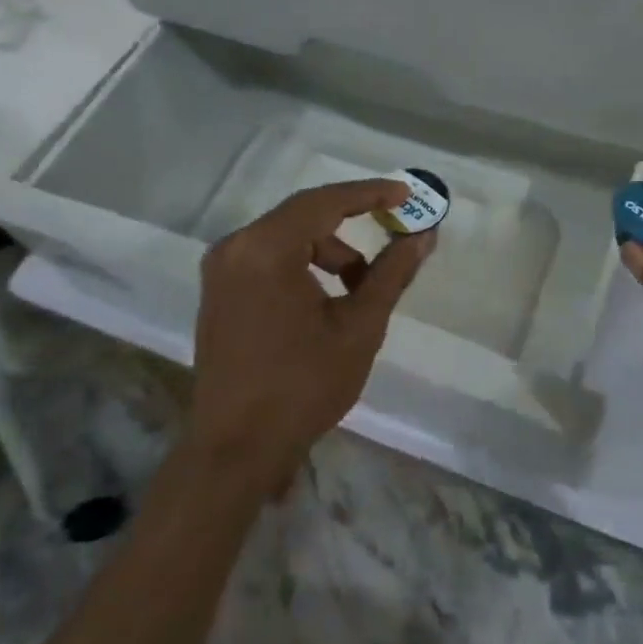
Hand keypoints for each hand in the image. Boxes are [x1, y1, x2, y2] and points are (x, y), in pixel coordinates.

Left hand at [188, 179, 435, 499]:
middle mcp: (236, 248)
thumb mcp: (360, 326)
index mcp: (266, 249)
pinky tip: (327, 299)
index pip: (325, 201)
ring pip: (287, 238)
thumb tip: (424, 234)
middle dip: (352, 222)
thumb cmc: (303, 386)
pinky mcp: (219, 292)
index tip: (406, 195)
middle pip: (304, 216)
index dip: (370, 193)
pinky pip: (269, 258)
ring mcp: (221, 270)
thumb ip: (392, 272)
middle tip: (394, 229)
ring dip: (329, 250)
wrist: (236, 450)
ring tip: (361, 287)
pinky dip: (304, 265)